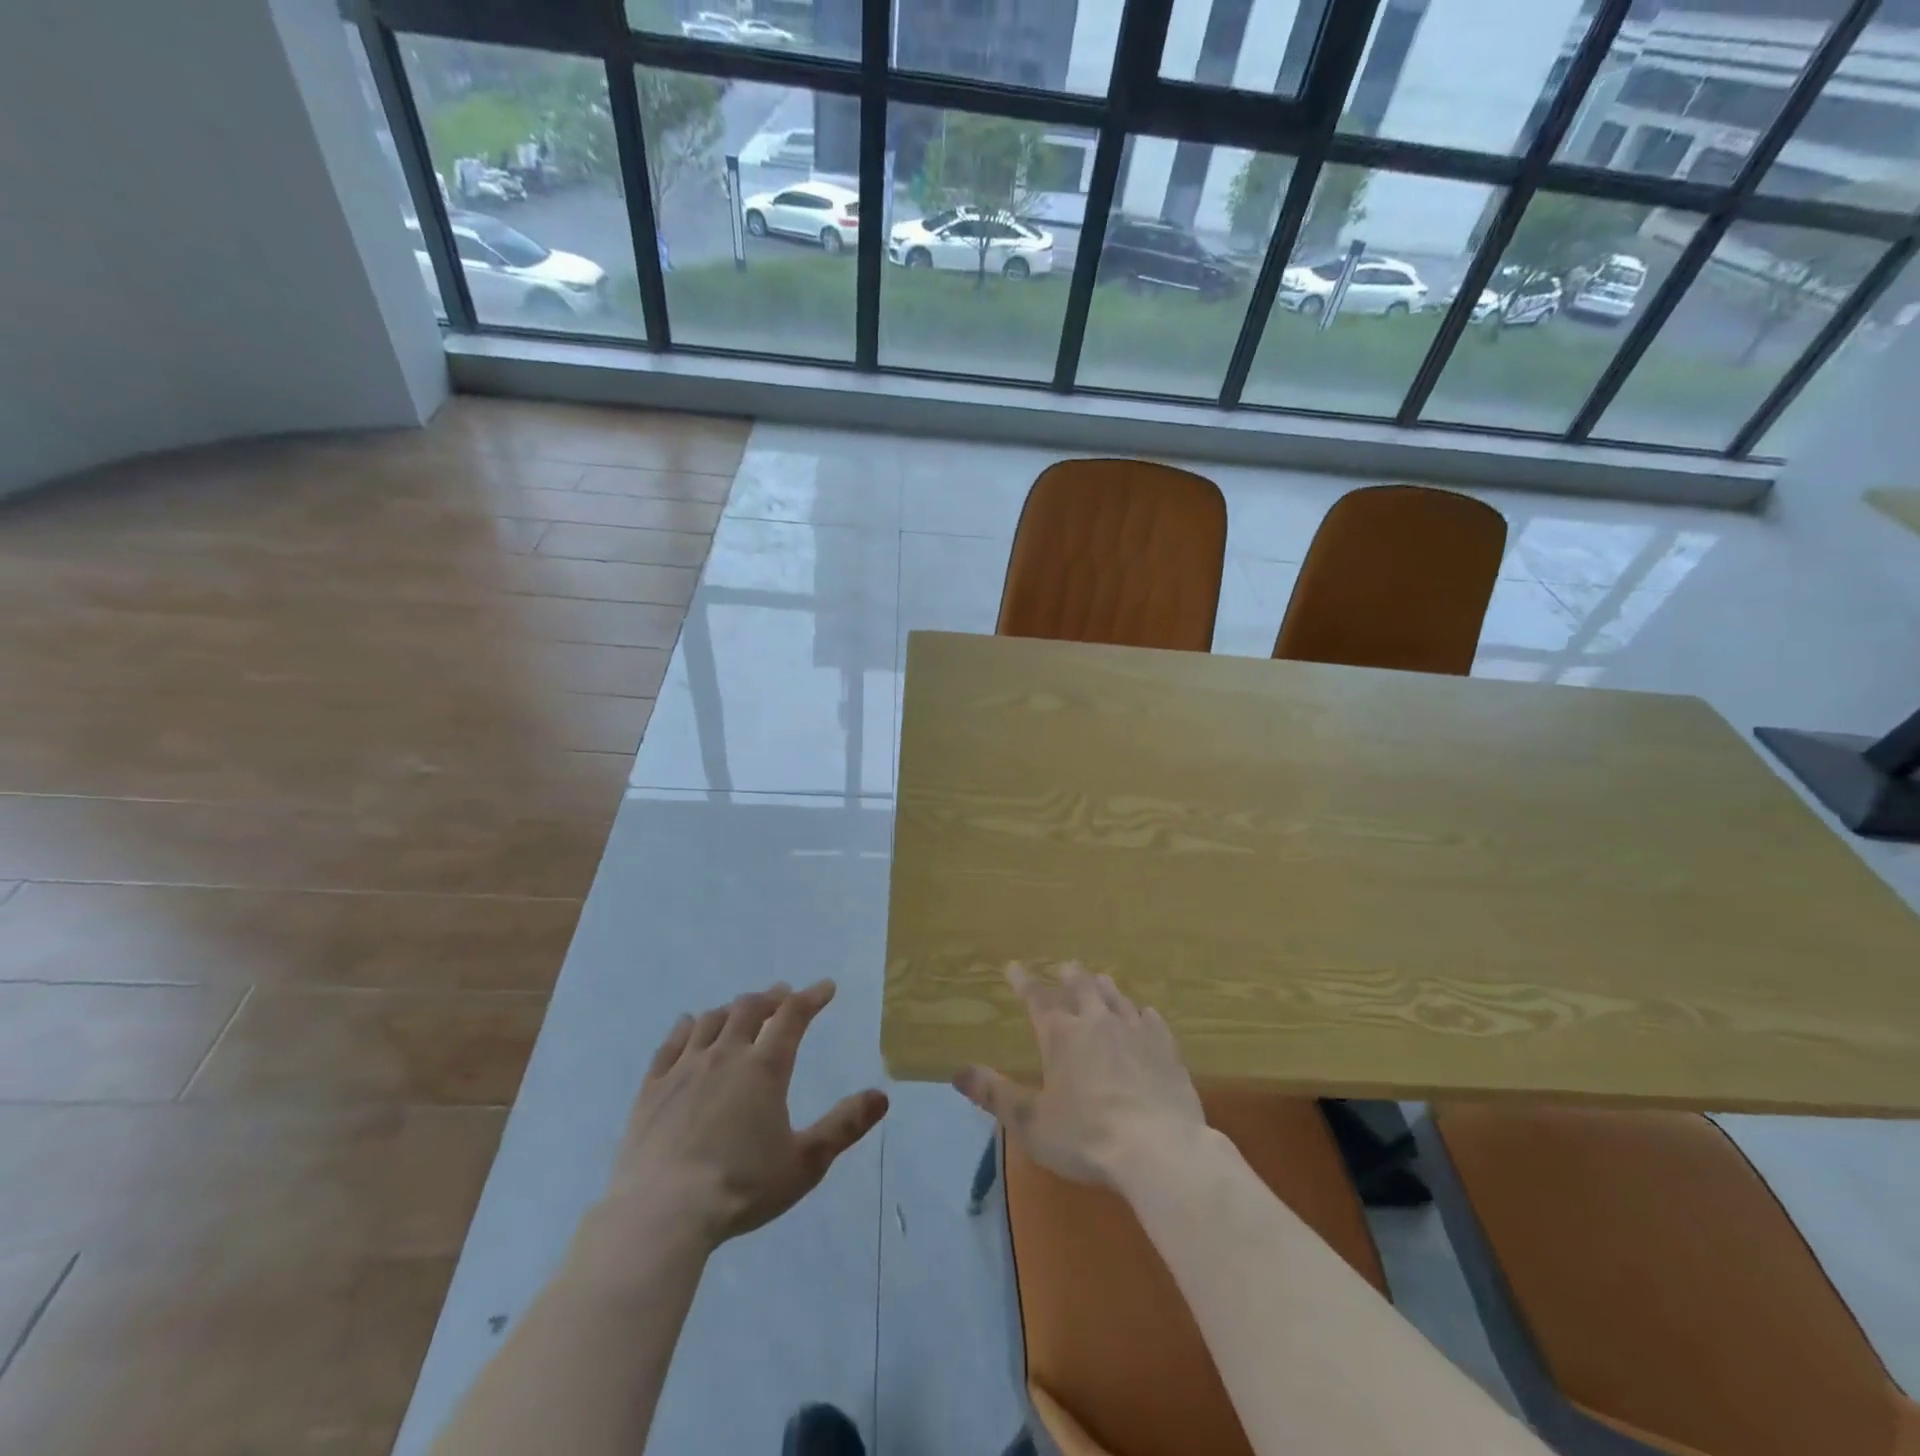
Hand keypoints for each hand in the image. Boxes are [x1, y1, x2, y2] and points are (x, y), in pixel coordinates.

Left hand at [604, 980, 888, 1247]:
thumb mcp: (805, 1163)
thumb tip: (882, 1095)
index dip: (812, 996)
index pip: (793, 1016)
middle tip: (782, 996)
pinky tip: (689, 1024)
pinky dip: (687, 1027)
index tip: (825, 987)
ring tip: (741, 1011)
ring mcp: (684, 1069)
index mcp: (764, 1068)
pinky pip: (671, 1043)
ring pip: (711, 1020)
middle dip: (771, 998)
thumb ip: (844, 1126)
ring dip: (732, 1009)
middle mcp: (725, 1055)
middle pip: (749, 1009)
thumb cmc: (741, 1188)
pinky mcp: (651, 1088)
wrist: (663, 1214)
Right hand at [953, 963, 1203, 1186]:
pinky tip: (1145, 1014)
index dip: (1024, 981)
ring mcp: (1135, 1031)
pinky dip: (1142, 1013)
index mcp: (1062, 1034)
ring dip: (1103, 987)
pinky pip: (1152, 1020)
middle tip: (1064, 967)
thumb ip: (995, 1095)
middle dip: (1069, 976)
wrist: (1159, 1150)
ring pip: (1116, 998)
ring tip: (1099, 980)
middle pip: (1081, 987)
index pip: (1037, 997)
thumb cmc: (1087, 1138)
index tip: (1014, 967)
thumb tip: (958, 1072)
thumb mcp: (1031, 1123)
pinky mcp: (1166, 1049)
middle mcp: (1097, 1022)